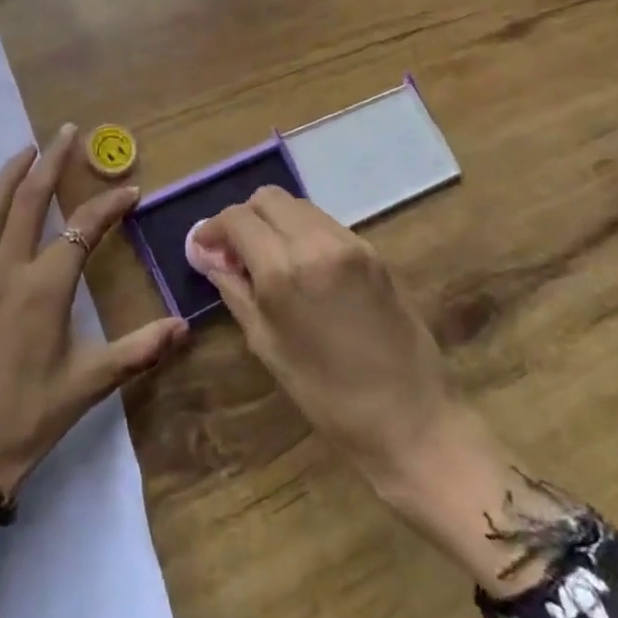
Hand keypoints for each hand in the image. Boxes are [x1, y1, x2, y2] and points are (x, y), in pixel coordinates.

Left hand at [0, 126, 189, 558]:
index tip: (131, 190)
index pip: (82, 229)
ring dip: (7, 174)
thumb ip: (138, 351)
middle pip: (28, 200)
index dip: (109, 205)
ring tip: (26, 151)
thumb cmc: (26, 422)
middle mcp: (5, 271)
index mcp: (44, 289)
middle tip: (66, 132)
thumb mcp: (87, 386)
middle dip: (51, 161)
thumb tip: (185, 327)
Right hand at [190, 188, 584, 595]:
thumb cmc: (327, 396)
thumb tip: (206, 254)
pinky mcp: (372, 251)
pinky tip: (300, 267)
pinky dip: (301, 232)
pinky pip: (324, 223)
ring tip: (266, 260)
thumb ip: (234, 289)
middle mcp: (317, 242)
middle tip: (233, 253)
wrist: (412, 419)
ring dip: (273, 222)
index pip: (237, 218)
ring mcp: (350, 243)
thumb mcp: (267, 344)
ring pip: (297, 205)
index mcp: (285, 270)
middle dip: (243, 218)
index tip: (204, 249)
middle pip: (267, 198)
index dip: (213, 229)